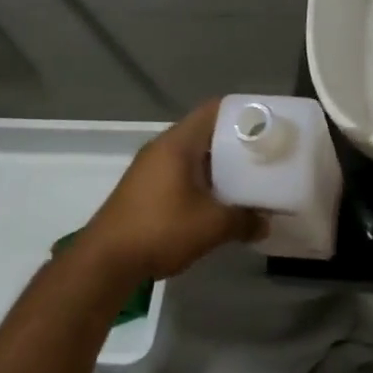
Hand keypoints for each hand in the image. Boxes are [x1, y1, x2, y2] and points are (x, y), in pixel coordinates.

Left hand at [82, 100, 263, 282]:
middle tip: (264, 154)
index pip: (214, 110)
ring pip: (193, 155)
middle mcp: (162, 147)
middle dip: (235, 142)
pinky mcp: (144, 189)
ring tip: (248, 178)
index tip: (267, 126)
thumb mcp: (211, 226)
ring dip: (218, 165)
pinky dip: (202, 180)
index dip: (242, 114)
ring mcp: (150, 168)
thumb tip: (267, 223)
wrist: (105, 262)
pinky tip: (219, 200)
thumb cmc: (160, 229)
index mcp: (178, 143)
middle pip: (205, 132)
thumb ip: (244, 220)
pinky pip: (181, 173)